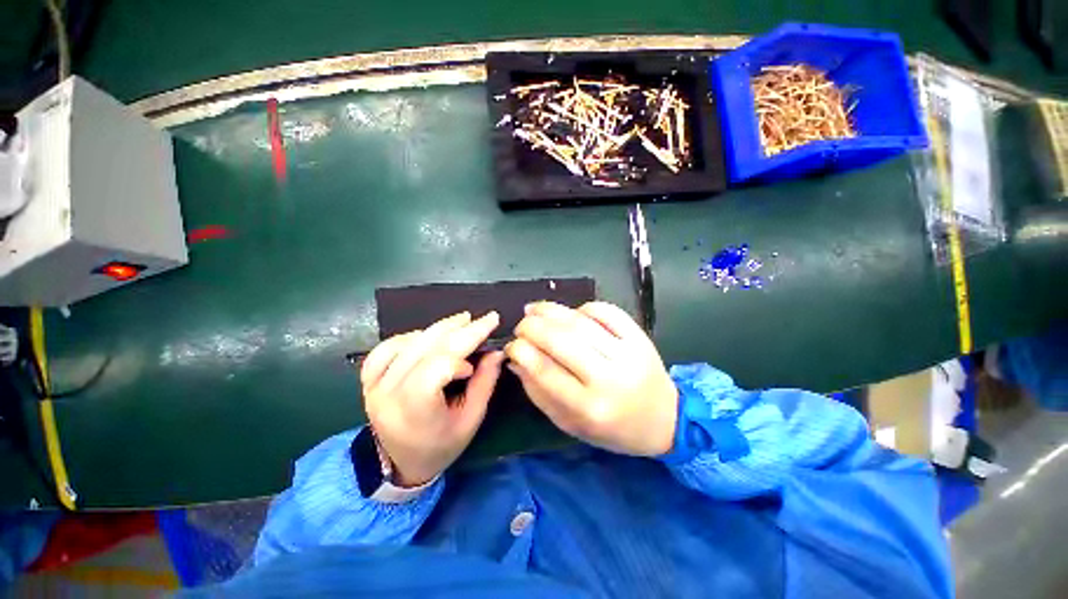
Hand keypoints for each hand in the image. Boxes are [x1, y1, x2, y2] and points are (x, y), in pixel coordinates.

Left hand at [361, 312, 503, 486]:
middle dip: (461, 330)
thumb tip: (497, 351)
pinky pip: (386, 347)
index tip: (480, 359)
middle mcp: (389, 394)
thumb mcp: (471, 420)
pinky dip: (410, 336)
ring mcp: (375, 385)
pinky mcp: (369, 380)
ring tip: (463, 320)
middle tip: (485, 319)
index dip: (460, 358)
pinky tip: (428, 335)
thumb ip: (485, 383)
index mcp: (415, 411)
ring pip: (407, 343)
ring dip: (439, 328)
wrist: (400, 464)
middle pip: (426, 349)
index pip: (435, 369)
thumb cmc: (441, 446)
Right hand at [506, 301, 677, 456]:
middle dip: (531, 326)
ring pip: (580, 322)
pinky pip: (606, 311)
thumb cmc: (612, 428)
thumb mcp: (570, 423)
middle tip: (521, 325)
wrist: (664, 418)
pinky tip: (573, 313)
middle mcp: (608, 378)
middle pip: (561, 340)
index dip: (521, 351)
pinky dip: (583, 307)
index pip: (545, 370)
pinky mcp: (640, 337)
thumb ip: (539, 393)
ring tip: (535, 310)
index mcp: (589, 408)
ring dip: (551, 310)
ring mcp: (627, 353)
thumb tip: (516, 359)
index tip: (511, 345)